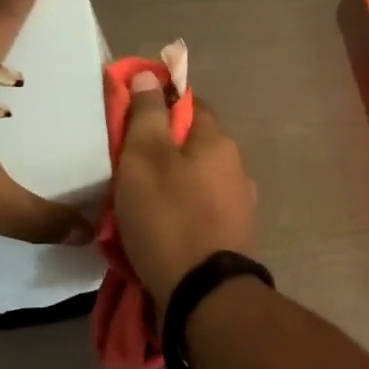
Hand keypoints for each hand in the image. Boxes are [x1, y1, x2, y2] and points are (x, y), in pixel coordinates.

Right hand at [114, 71, 258, 301]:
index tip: (132, 119)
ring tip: (140, 202)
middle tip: (128, 168)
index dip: (161, 105)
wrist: (203, 292)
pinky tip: (163, 227)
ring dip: (173, 183)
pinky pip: (202, 210)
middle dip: (163, 150)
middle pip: (194, 145)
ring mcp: (240, 203)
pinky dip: (183, 211)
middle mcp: (237, 166)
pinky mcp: (235, 235)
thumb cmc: (168, 217)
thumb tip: (151, 76)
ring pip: (199, 179)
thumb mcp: (144, 158)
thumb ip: (147, 115)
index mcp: (218, 141)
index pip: (191, 105)